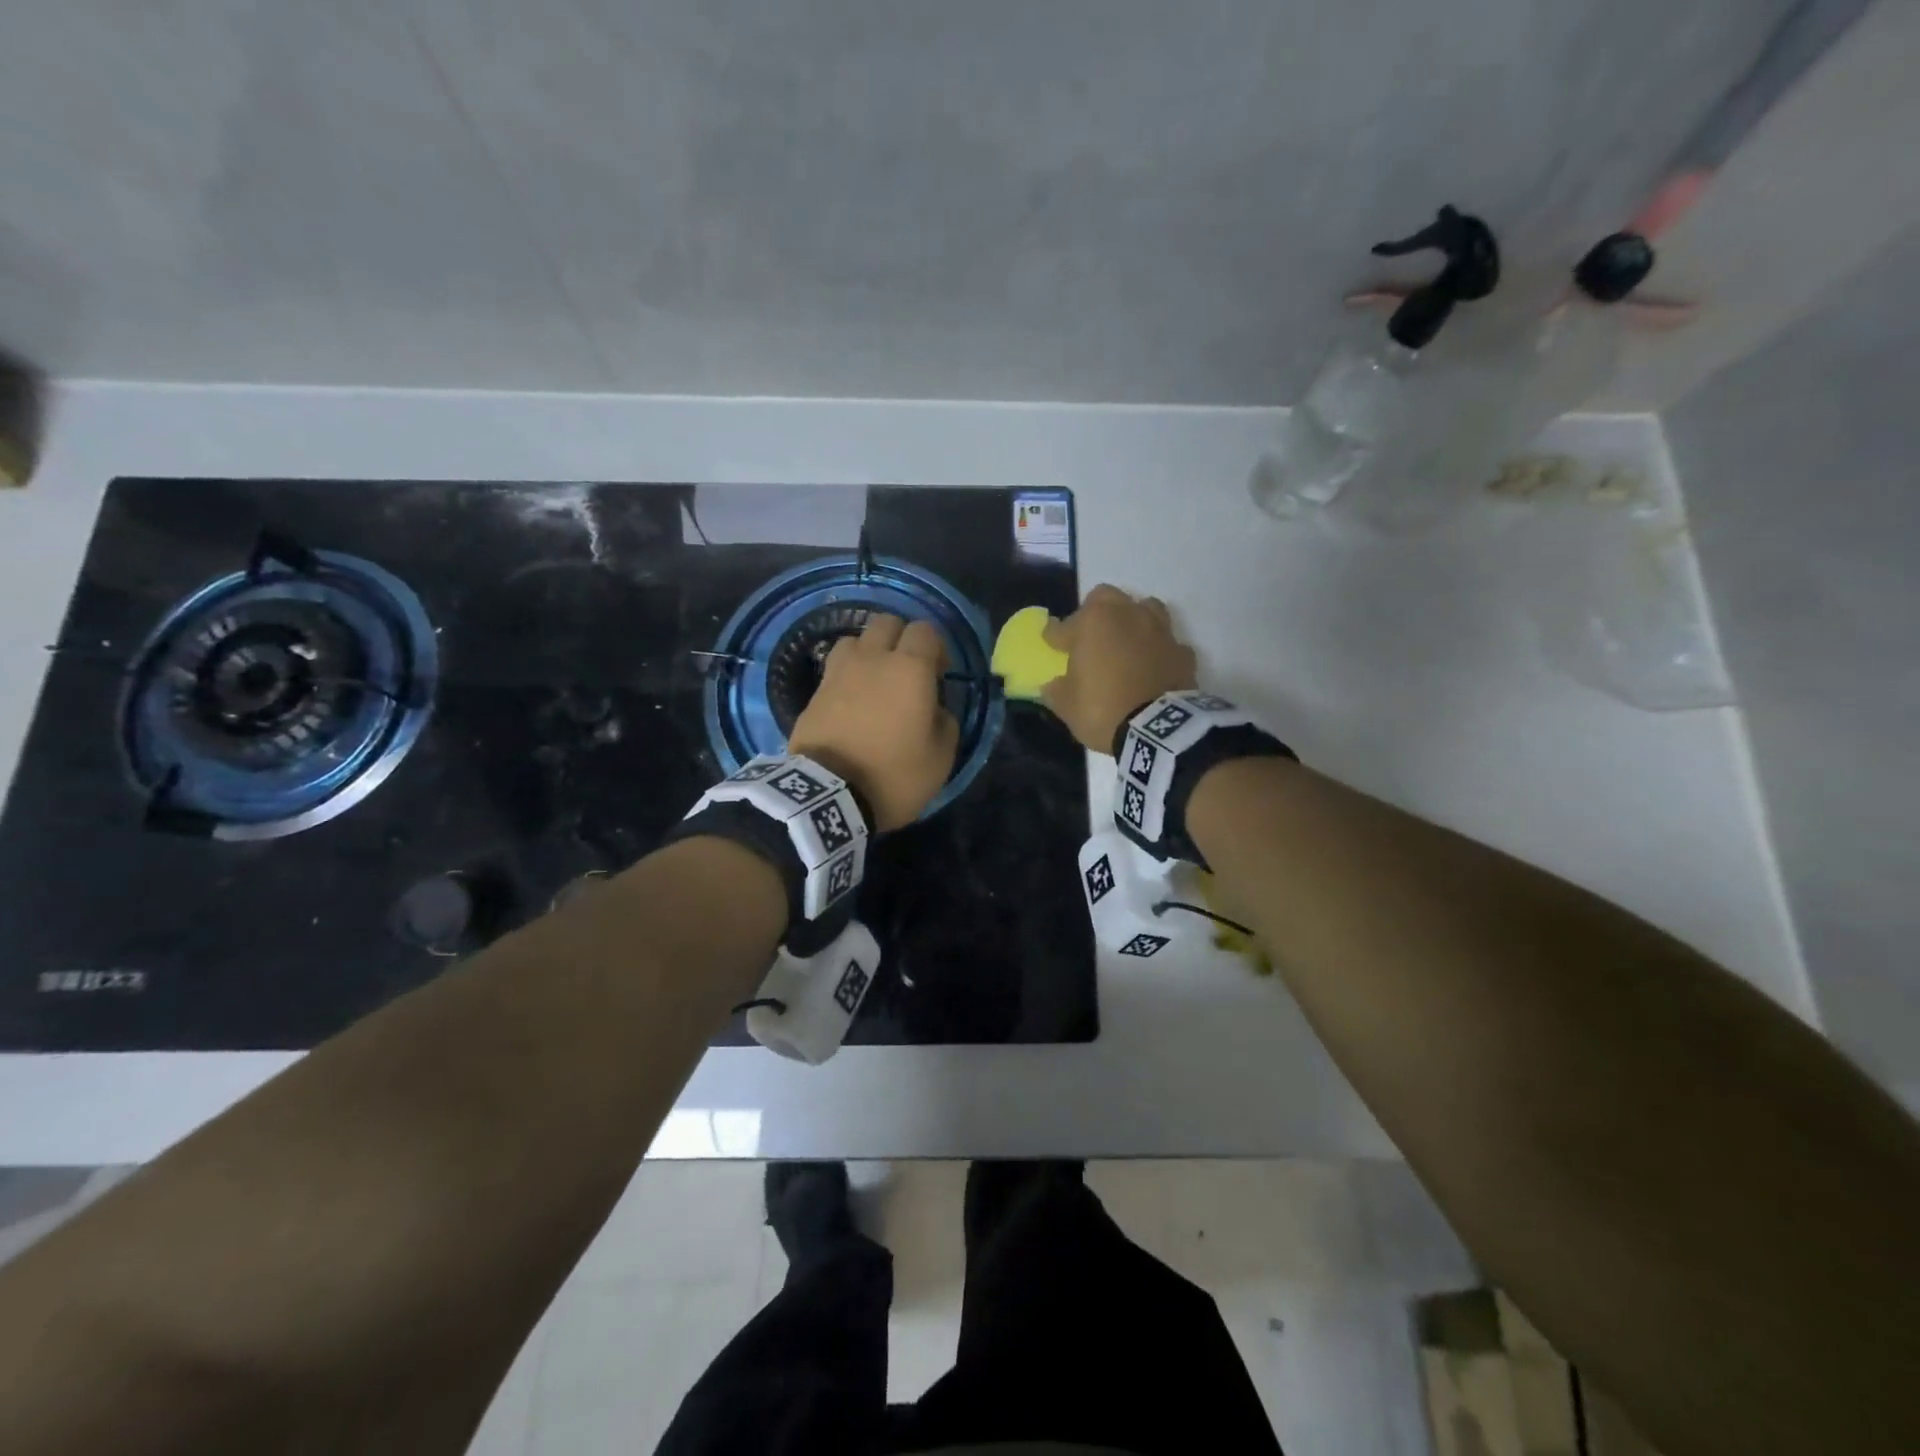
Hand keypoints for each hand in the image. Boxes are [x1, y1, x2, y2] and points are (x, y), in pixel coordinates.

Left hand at [788, 613, 960, 830]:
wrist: (829, 796)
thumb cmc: (893, 775)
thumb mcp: (941, 757)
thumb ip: (945, 722)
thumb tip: (935, 708)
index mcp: (909, 668)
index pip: (925, 630)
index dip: (936, 647)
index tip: (939, 674)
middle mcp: (872, 659)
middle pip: (887, 623)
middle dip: (901, 639)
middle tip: (908, 671)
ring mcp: (838, 673)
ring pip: (856, 640)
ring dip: (869, 653)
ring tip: (876, 681)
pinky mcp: (814, 692)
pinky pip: (835, 668)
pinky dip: (848, 676)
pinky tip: (853, 701)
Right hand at [1041, 584, 1197, 752]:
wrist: (1158, 731)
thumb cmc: (1102, 710)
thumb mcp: (1066, 705)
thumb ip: (1057, 688)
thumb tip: (1054, 684)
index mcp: (1092, 622)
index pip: (1063, 625)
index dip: (1053, 636)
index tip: (1050, 643)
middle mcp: (1126, 615)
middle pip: (1105, 597)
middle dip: (1093, 612)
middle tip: (1088, 636)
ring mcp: (1159, 630)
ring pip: (1144, 607)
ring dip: (1132, 620)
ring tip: (1125, 641)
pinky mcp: (1182, 651)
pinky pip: (1166, 642)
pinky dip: (1158, 650)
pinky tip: (1152, 664)